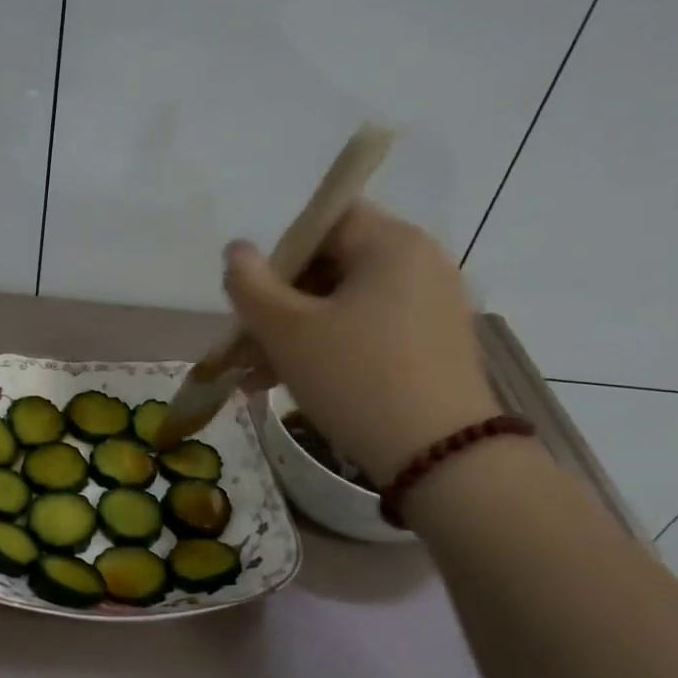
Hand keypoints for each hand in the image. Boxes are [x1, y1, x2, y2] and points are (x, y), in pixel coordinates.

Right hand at [224, 204, 497, 484]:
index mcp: (391, 244)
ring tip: (259, 377)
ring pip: (346, 304)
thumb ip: (250, 284)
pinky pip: (371, 331)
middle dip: (282, 303)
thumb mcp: (286, 331)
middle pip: (334, 264)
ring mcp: (433, 306)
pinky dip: (332, 348)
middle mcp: (420, 263)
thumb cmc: (355, 379)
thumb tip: (237, 250)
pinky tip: (297, 385)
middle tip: (248, 344)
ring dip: (298, 333)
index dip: (282, 251)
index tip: (257, 297)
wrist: (441, 457)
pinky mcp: (436, 345)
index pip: (326, 219)